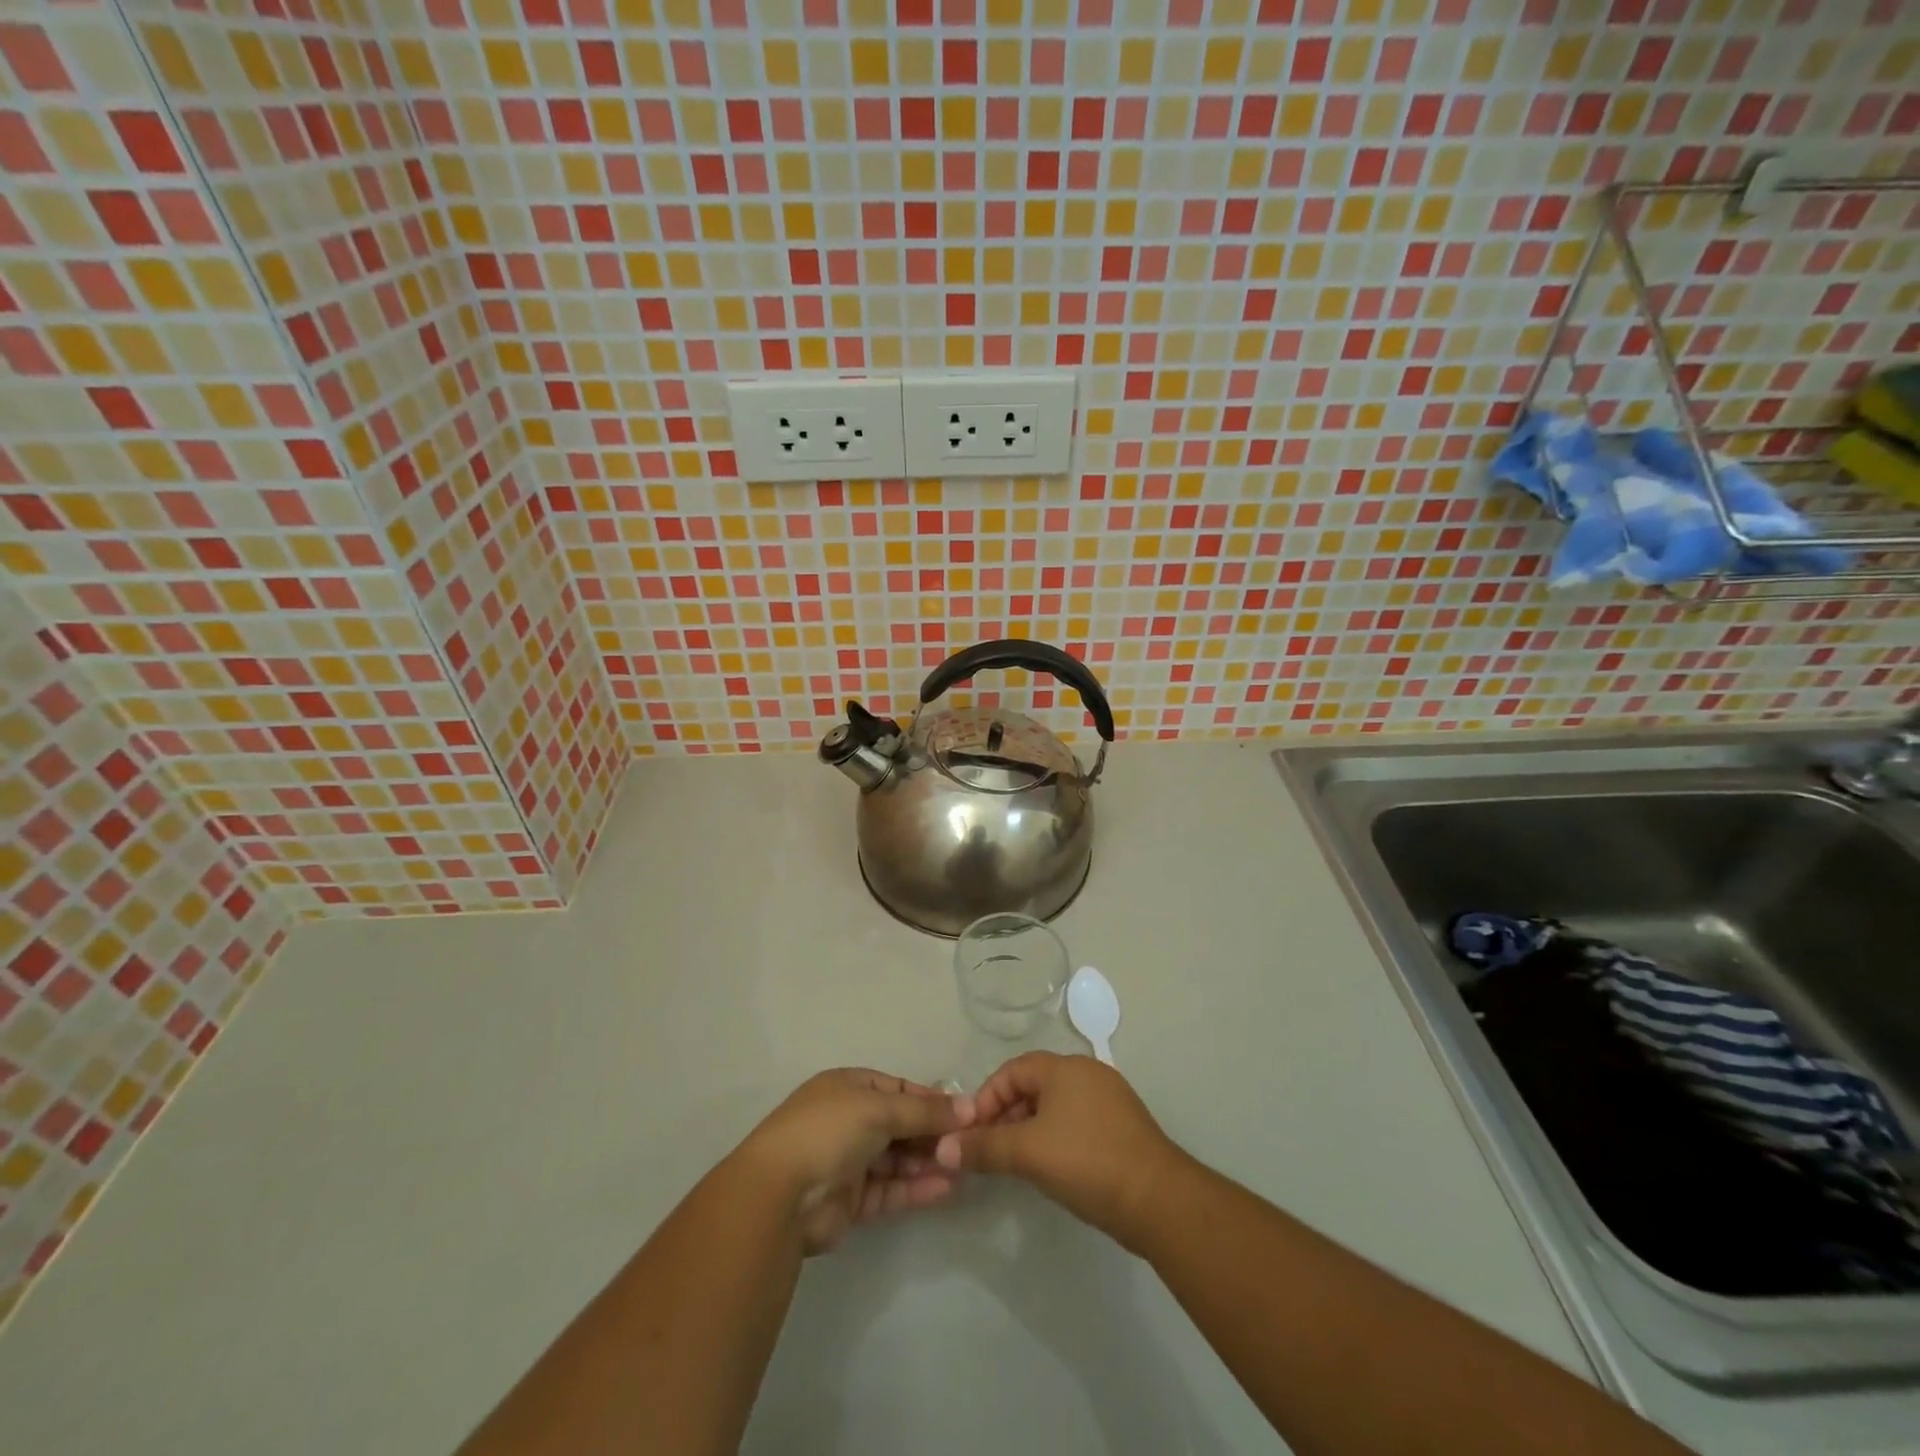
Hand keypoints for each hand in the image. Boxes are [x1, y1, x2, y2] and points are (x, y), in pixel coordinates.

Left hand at [739, 1068, 975, 1254]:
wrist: (779, 1195)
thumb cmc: (829, 1131)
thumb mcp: (879, 1108)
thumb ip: (925, 1110)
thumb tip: (970, 1106)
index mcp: (848, 1087)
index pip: (898, 1088)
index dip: (931, 1099)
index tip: (966, 1112)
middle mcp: (848, 1120)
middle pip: (900, 1124)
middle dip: (932, 1133)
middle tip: (970, 1144)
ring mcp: (848, 1161)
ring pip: (897, 1159)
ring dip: (927, 1162)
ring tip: (964, 1168)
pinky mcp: (850, 1200)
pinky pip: (890, 1189)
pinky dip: (915, 1188)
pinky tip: (945, 1189)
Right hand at [933, 1052, 1185, 1251]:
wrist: (1158, 1200)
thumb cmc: (1087, 1162)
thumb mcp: (1028, 1153)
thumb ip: (984, 1147)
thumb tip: (942, 1147)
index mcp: (1065, 1067)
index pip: (1012, 1070)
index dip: (986, 1098)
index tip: (971, 1132)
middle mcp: (1087, 1073)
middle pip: (1033, 1086)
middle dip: (1006, 1116)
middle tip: (990, 1151)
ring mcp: (1109, 1099)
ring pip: (1055, 1106)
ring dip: (1029, 1129)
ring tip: (1016, 1163)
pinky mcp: (1123, 1127)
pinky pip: (1077, 1122)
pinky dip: (1056, 1139)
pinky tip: (1051, 1169)